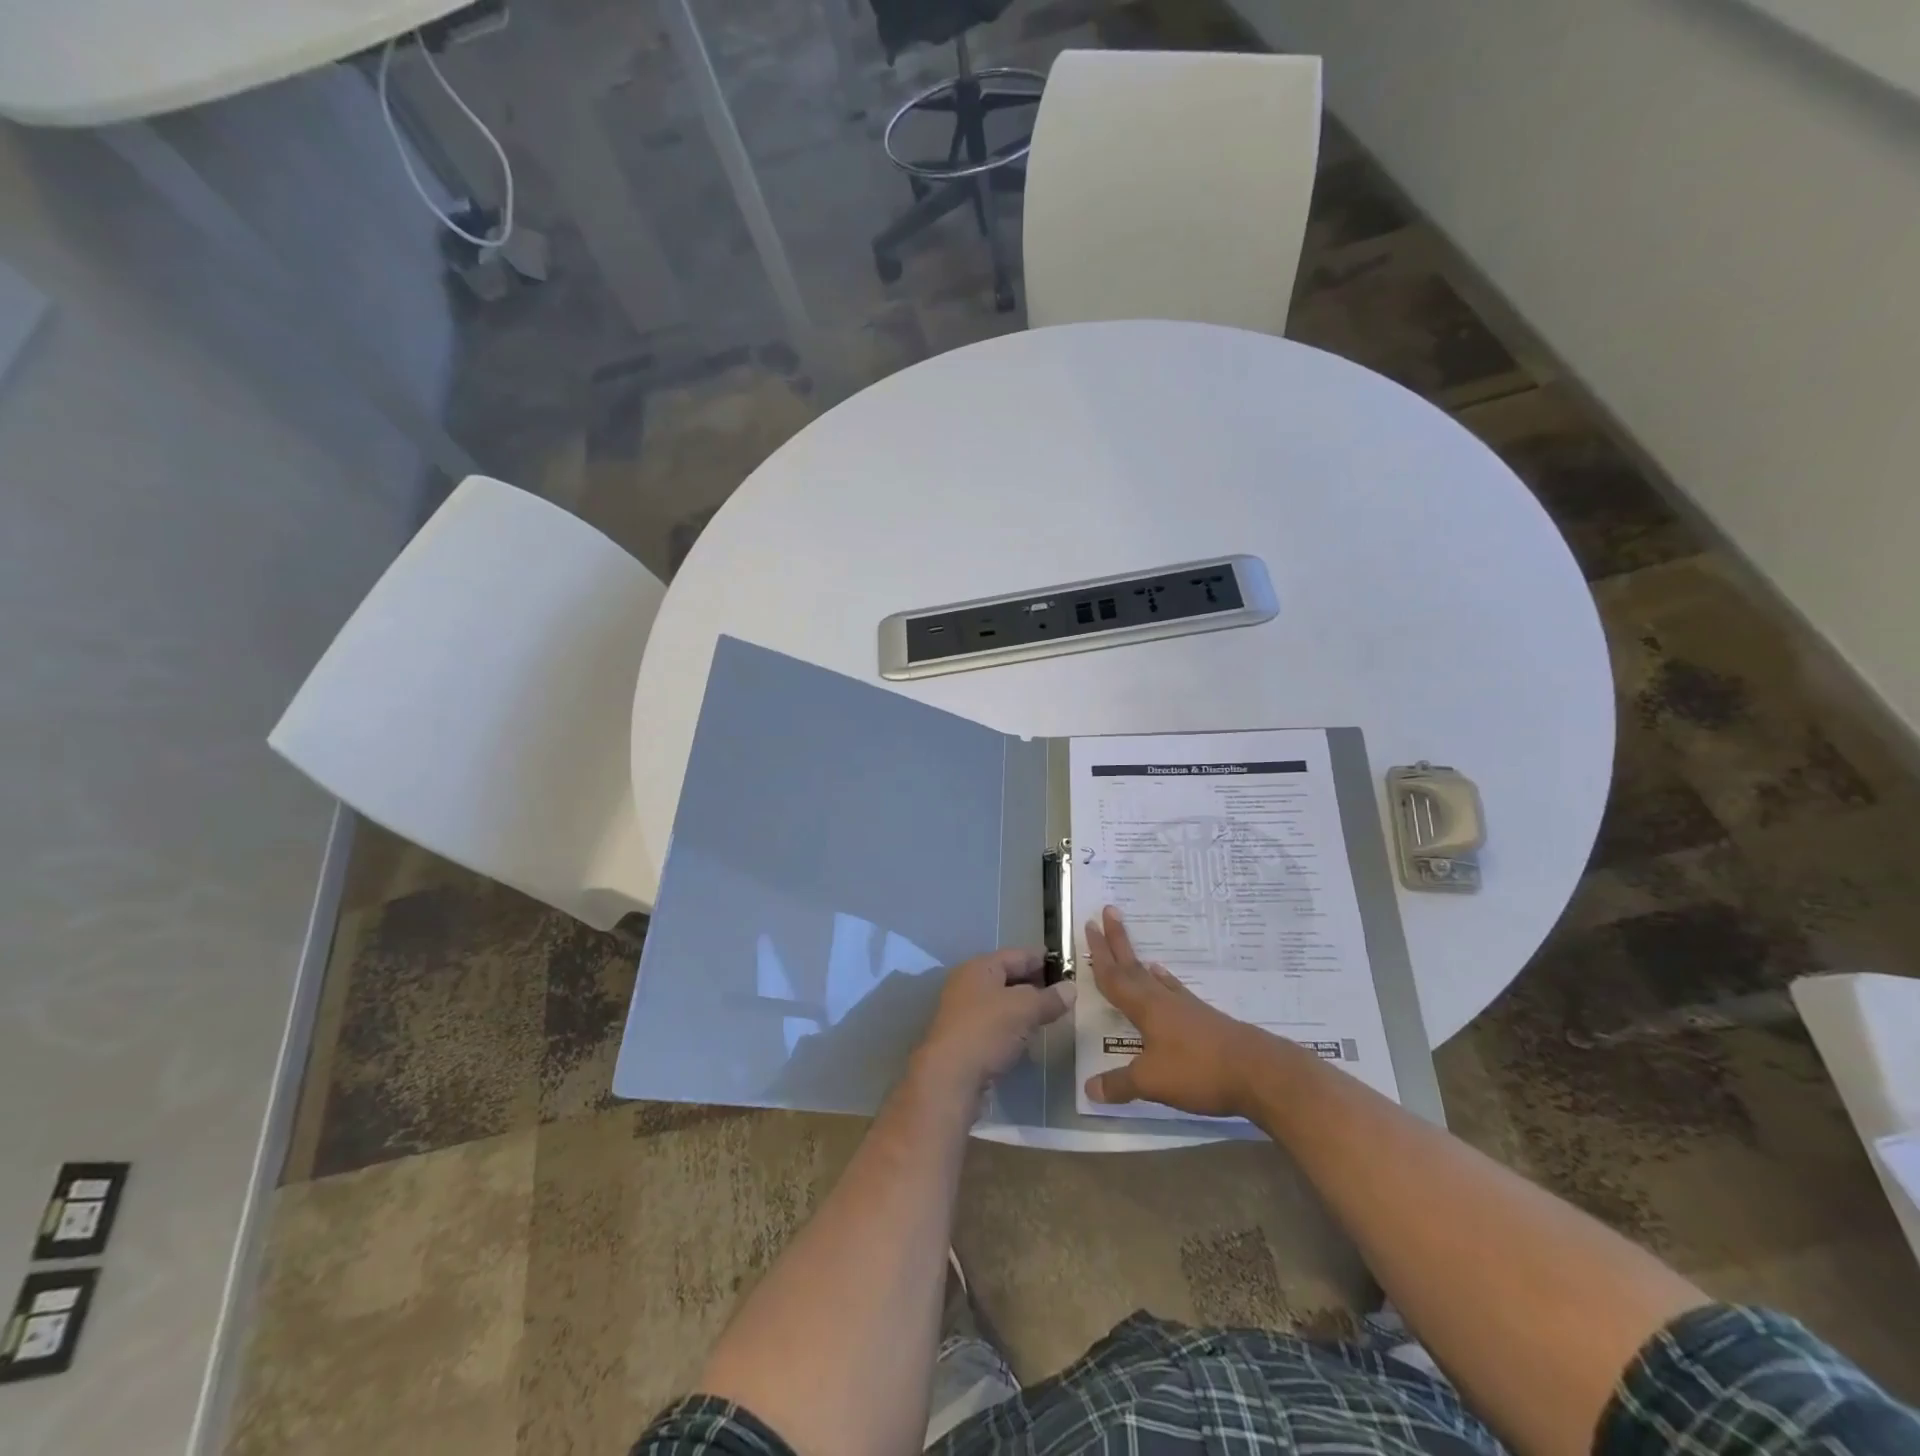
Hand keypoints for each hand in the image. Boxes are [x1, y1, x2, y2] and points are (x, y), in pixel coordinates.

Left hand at [914, 948, 1073, 1100]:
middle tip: (1063, 992)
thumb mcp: (1024, 1009)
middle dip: (1035, 984)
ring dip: (1024, 1008)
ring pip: (1002, 1003)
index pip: (1017, 954)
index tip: (1067, 965)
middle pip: (1008, 977)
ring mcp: (964, 1012)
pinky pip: (995, 1025)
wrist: (949, 1077)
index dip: (1043, 959)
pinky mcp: (965, 1039)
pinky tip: (1028, 1038)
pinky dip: (1013, 1027)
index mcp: (980, 967)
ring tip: (1050, 1015)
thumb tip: (1071, 988)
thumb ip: (1049, 998)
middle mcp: (968, 984)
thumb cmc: (987, 1030)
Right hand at [1083, 906, 1271, 1116]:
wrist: (1259, 1072)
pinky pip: (1174, 992)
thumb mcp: (1152, 1082)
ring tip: (1131, 951)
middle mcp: (1163, 1000)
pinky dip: (1164, 982)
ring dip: (1138, 962)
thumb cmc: (1200, 1071)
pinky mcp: (1205, 1020)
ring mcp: (1186, 1007)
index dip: (1099, 953)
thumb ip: (1120, 1084)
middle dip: (1117, 941)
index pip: (1114, 976)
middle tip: (1108, 911)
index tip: (1089, 925)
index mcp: (1145, 1007)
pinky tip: (1166, 983)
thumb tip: (1088, 1088)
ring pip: (1154, 978)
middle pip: (1133, 966)